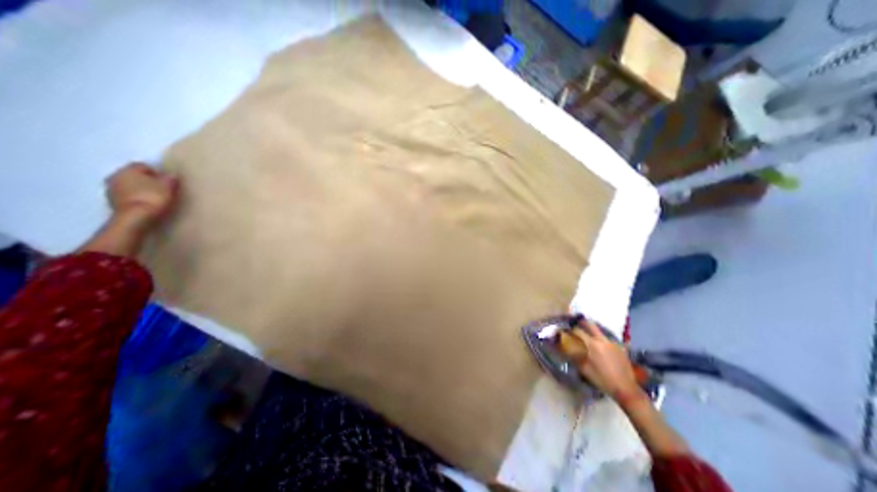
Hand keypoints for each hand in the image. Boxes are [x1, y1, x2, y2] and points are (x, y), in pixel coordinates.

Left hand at [107, 164, 178, 226]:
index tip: (167, 180)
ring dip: (138, 190)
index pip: (143, 166)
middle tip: (160, 188)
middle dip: (144, 180)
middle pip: (132, 176)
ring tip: (154, 197)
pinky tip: (146, 205)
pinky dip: (135, 199)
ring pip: (128, 186)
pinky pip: (126, 197)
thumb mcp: (169, 186)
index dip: (156, 172)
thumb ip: (169, 179)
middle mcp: (115, 176)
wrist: (136, 218)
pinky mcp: (112, 203)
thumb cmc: (153, 197)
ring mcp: (110, 190)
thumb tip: (170, 175)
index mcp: (128, 169)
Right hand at [565, 321, 641, 401]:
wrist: (626, 389)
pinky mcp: (621, 348)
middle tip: (577, 324)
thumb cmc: (603, 379)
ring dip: (593, 332)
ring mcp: (613, 343)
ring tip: (589, 337)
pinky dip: (602, 340)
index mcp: (593, 344)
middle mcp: (603, 340)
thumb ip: (575, 357)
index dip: (571, 330)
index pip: (579, 331)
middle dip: (583, 323)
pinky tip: (601, 347)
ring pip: (601, 332)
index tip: (566, 330)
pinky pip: (608, 340)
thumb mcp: (585, 369)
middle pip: (591, 326)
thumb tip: (565, 350)